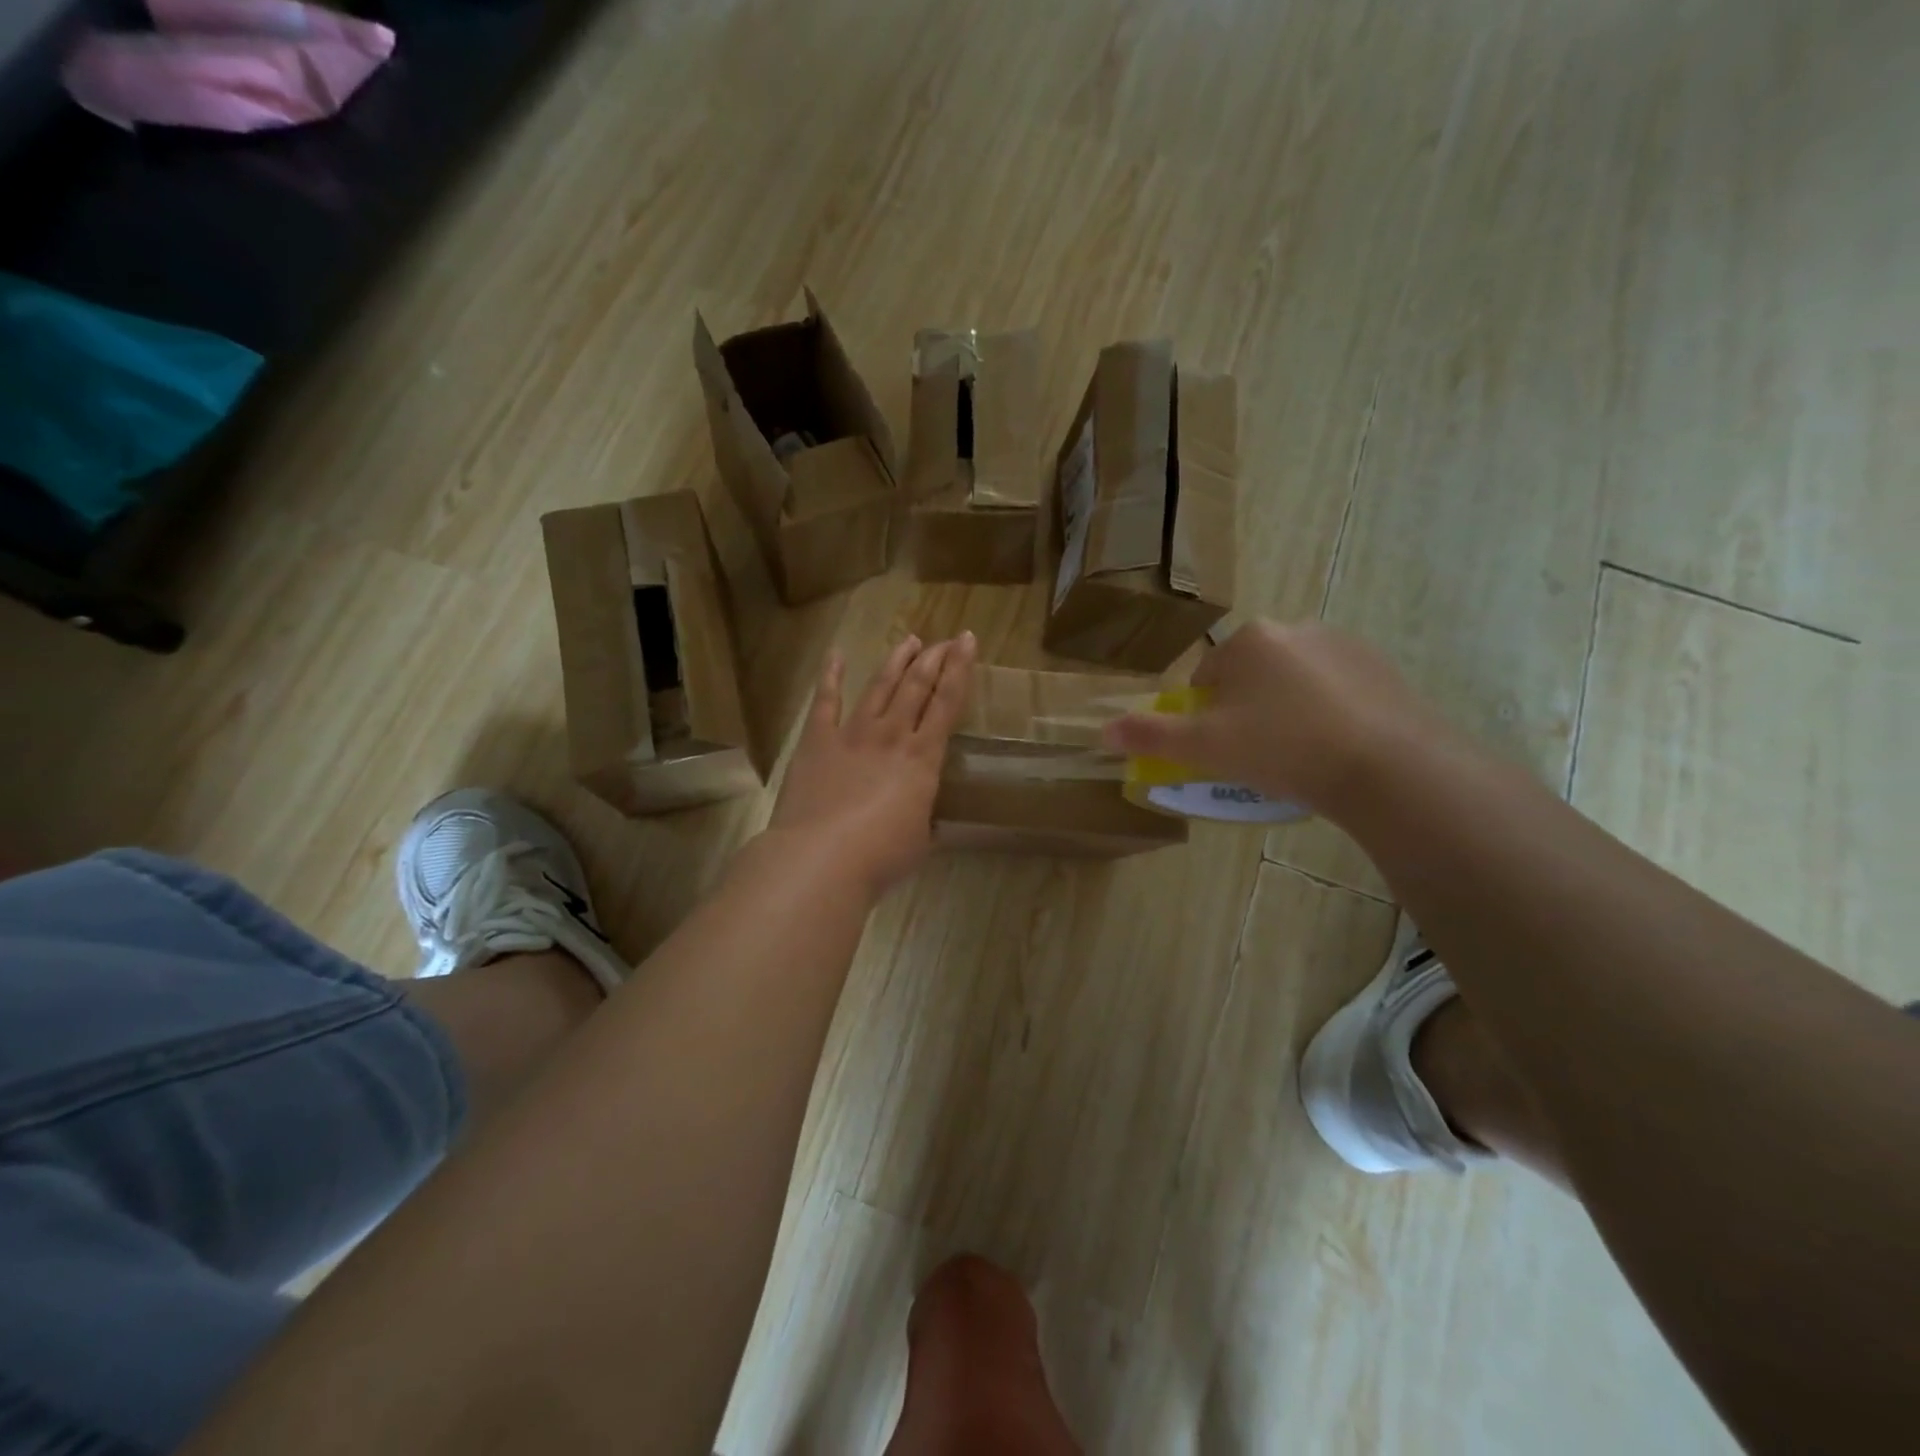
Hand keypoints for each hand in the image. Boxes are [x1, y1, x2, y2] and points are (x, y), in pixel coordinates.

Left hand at [767, 632, 977, 895]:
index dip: (960, 669)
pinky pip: (825, 701)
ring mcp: (852, 734)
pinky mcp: (817, 741)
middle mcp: (892, 736)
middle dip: (934, 658)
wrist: (823, 858)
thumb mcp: (919, 841)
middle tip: (945, 640)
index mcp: (923, 759)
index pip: (947, 703)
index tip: (967, 641)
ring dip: (896, 661)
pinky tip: (836, 655)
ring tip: (909, 640)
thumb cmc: (881, 857)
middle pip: (916, 686)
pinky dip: (831, 676)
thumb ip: (922, 820)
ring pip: (879, 686)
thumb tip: (923, 820)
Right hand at [1101, 620, 1450, 817]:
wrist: (1387, 767)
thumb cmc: (1282, 750)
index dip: (1207, 718)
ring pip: (1293, 684)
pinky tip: (1337, 749)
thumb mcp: (1204, 748)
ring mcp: (1345, 645)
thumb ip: (1150, 735)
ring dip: (1287, 712)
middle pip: (1250, 678)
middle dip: (1247, 713)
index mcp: (1249, 640)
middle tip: (1260, 758)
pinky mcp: (1383, 669)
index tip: (1224, 751)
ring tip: (1301, 758)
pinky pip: (1336, 691)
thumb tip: (1102, 731)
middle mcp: (1295, 628)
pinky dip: (1328, 714)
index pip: (1207, 677)